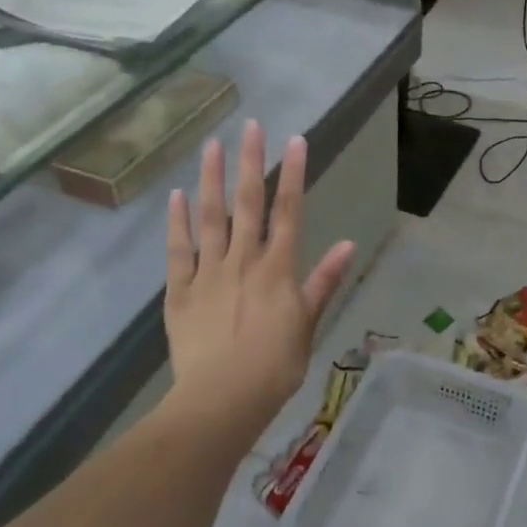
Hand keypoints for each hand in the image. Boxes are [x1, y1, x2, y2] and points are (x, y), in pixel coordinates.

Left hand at [162, 123, 354, 444]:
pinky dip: (178, 222)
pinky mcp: (180, 291)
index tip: (295, 141)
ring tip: (212, 145)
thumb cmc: (275, 366)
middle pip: (249, 204)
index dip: (293, 174)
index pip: (289, 212)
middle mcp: (244, 261)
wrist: (222, 399)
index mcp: (278, 269)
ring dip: (213, 179)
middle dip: (252, 162)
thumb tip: (348, 244)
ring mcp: (209, 273)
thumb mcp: (308, 324)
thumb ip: (323, 282)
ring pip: (212, 218)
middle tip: (252, 126)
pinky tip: (177, 196)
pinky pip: (179, 250)